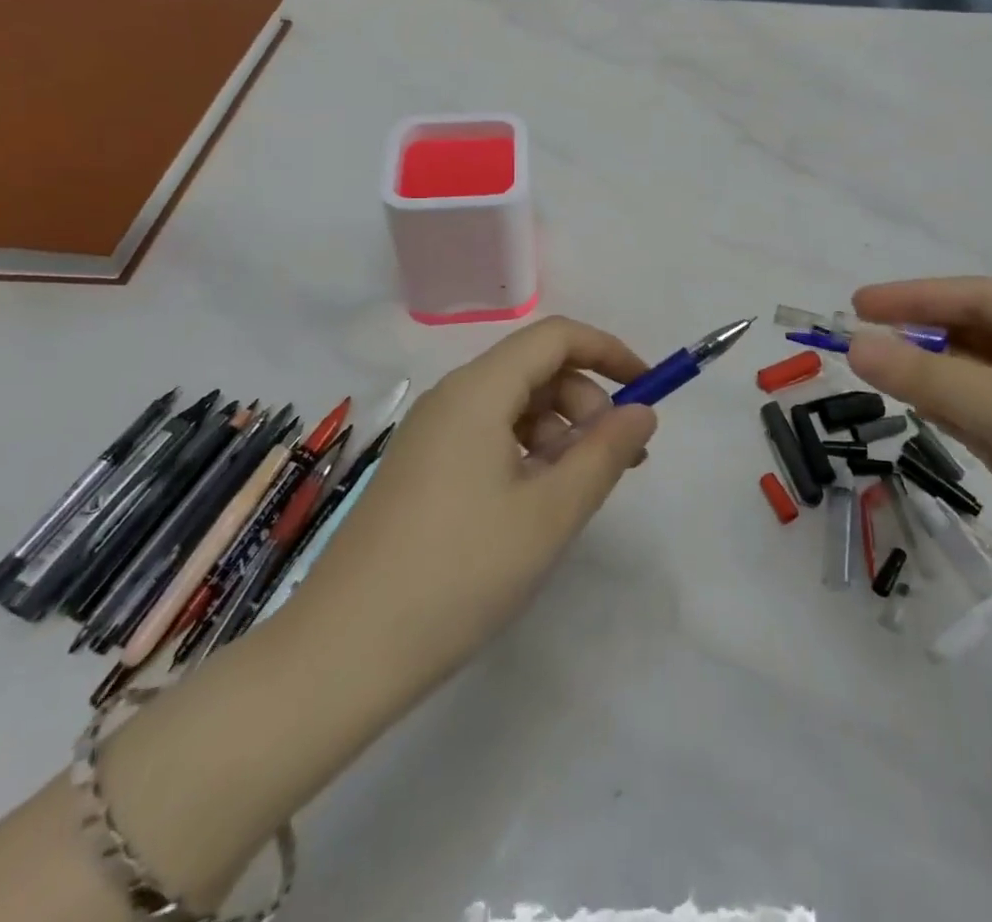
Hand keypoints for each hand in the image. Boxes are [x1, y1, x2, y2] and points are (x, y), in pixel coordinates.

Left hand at [287, 317, 656, 695]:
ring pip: (513, 406)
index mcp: (478, 391)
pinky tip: (536, 505)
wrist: (342, 653)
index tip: (649, 389)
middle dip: (587, 402)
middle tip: (618, 461)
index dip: (609, 352)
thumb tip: (642, 411)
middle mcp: (450, 398)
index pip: (556, 337)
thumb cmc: (460, 572)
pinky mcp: (420, 469)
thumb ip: (605, 453)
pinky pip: (487, 437)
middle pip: (535, 369)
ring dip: (559, 433)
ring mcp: (430, 434)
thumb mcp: (550, 512)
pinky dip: (526, 454)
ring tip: (578, 492)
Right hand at [846, 278, 991, 625]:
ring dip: (929, 375)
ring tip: (877, 374)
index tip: (858, 304)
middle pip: (973, 334)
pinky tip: (917, 410)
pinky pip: (980, 414)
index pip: (977, 298)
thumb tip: (855, 346)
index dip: (914, 297)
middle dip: (919, 337)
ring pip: (972, 376)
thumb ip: (929, 378)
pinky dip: (947, 410)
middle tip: (860, 342)